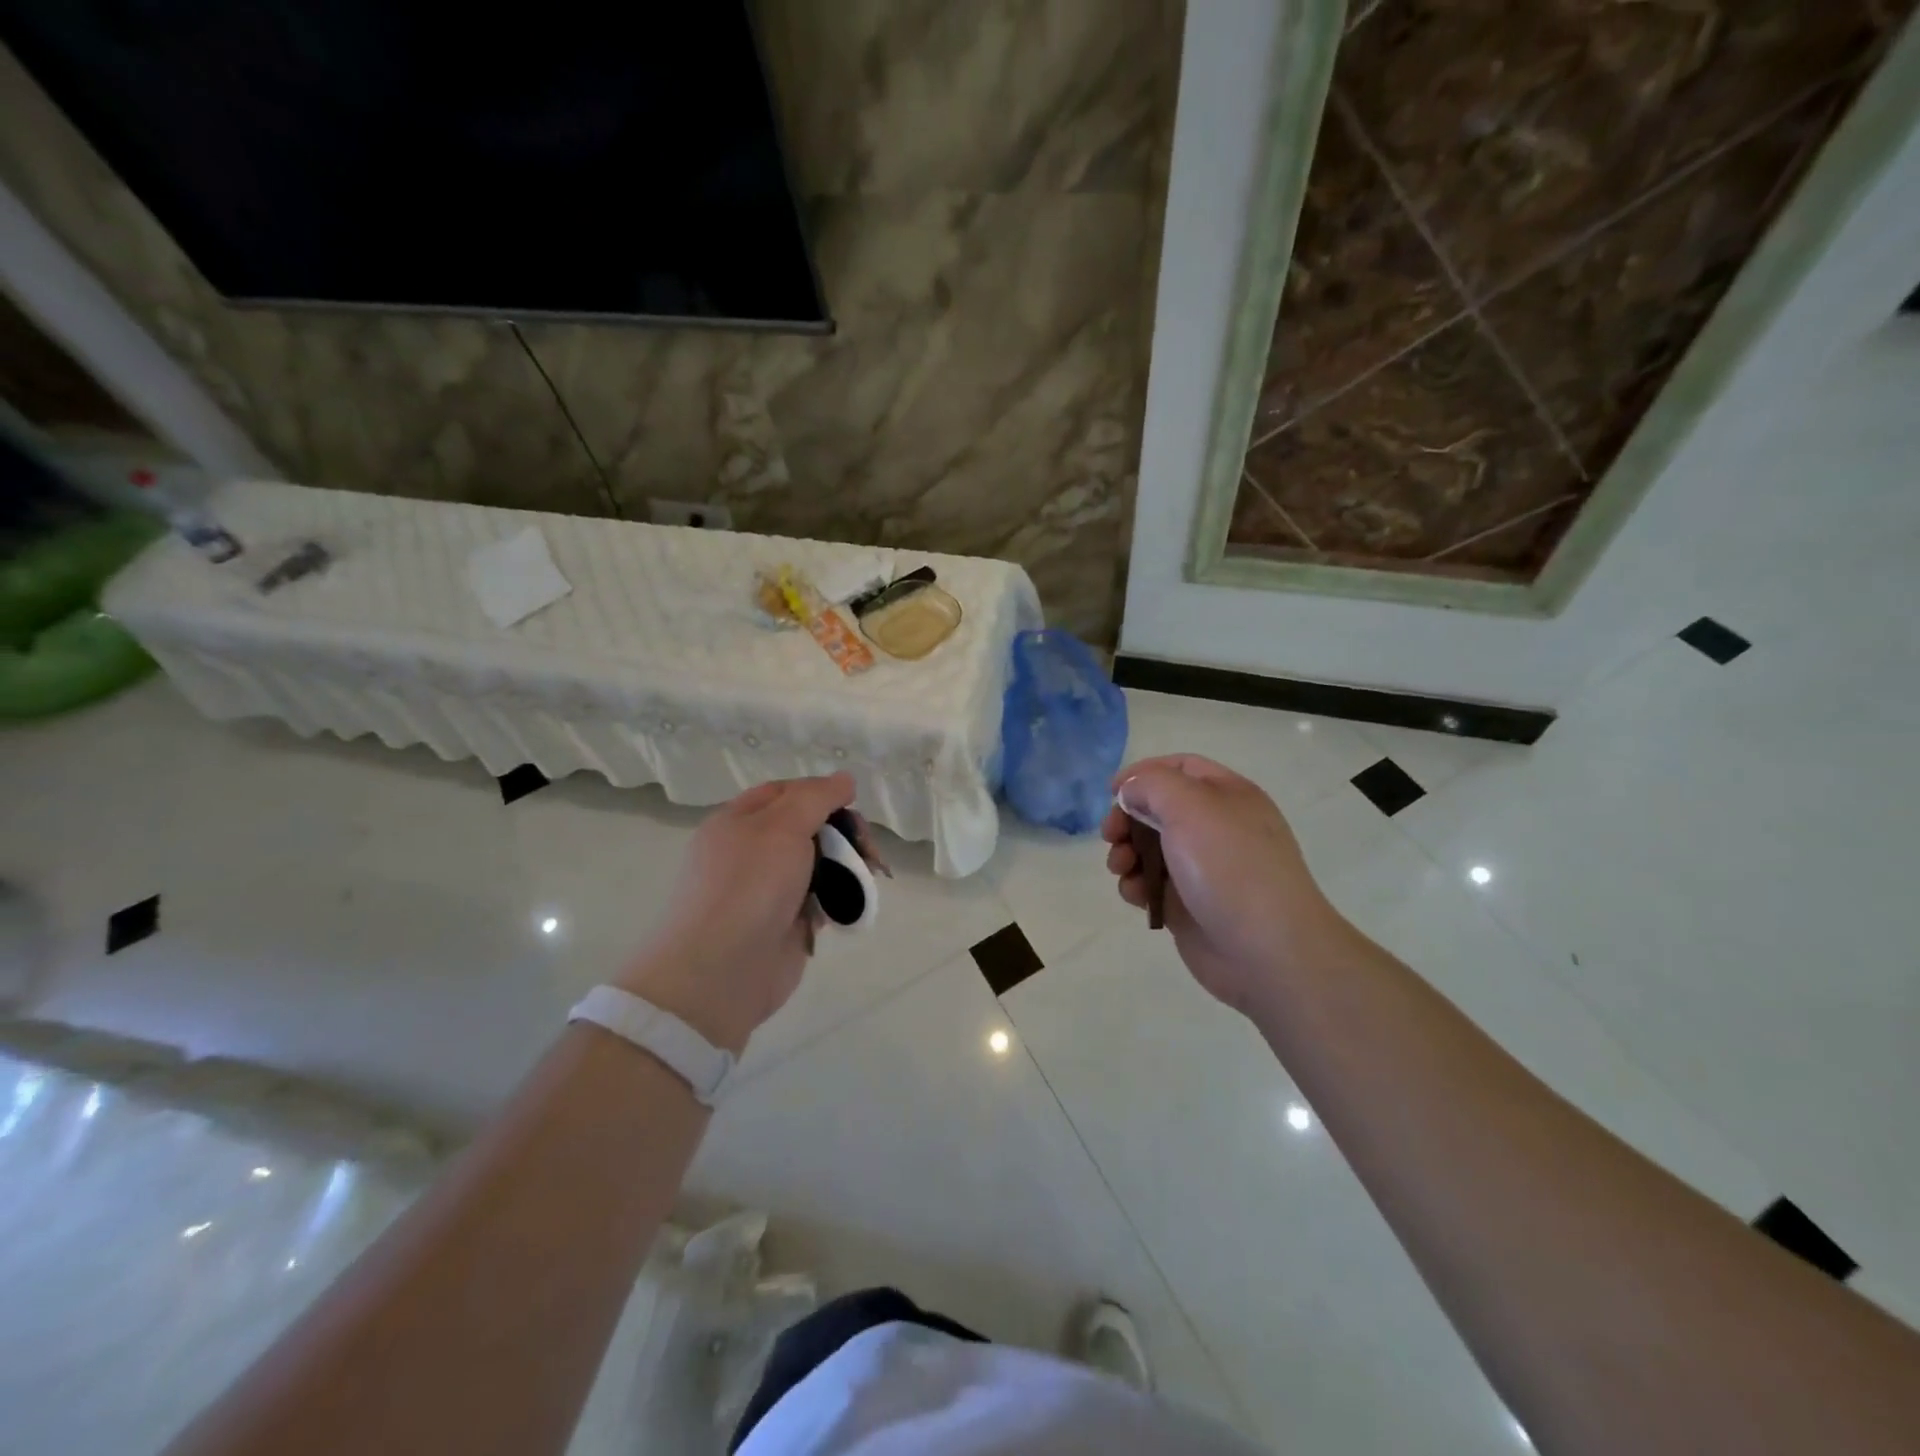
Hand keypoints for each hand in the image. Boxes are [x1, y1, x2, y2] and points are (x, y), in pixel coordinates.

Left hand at [619, 773, 858, 1053]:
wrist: (721, 971)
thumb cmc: (749, 886)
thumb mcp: (782, 826)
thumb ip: (816, 797)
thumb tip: (844, 779)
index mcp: (737, 822)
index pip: (785, 792)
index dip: (820, 792)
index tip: (852, 803)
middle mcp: (750, 852)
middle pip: (807, 828)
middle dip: (843, 833)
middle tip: (866, 849)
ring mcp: (768, 890)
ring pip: (819, 865)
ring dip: (847, 866)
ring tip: (867, 877)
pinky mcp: (785, 924)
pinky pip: (820, 900)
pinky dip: (838, 899)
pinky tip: (851, 905)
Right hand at [1102, 755, 1352, 1012]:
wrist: (1266, 950)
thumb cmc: (1229, 866)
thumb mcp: (1190, 806)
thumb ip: (1152, 785)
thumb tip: (1131, 792)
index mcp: (1227, 795)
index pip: (1180, 768)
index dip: (1144, 774)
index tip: (1112, 791)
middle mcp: (1215, 827)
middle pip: (1157, 809)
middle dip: (1127, 818)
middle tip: (1110, 835)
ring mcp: (1202, 868)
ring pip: (1149, 849)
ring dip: (1125, 853)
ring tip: (1120, 868)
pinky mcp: (1188, 904)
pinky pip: (1152, 885)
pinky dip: (1136, 886)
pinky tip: (1135, 895)